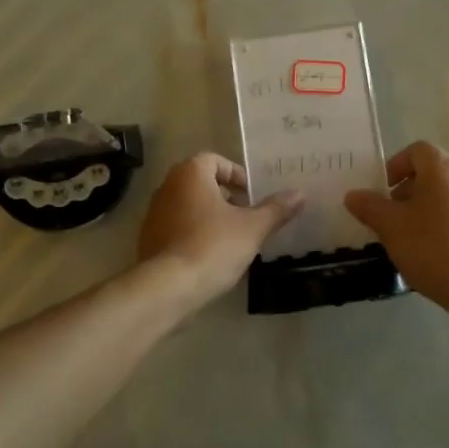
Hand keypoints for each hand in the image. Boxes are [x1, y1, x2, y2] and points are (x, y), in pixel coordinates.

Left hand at [138, 154, 303, 303]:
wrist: (167, 287)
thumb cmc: (213, 247)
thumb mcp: (252, 228)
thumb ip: (276, 209)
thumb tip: (300, 193)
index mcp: (191, 174)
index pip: (215, 160)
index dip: (236, 175)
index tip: (252, 195)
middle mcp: (168, 186)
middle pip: (201, 182)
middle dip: (225, 196)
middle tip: (246, 216)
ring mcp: (154, 213)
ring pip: (188, 205)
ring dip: (210, 215)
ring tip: (232, 238)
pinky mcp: (148, 238)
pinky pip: (177, 227)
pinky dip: (194, 233)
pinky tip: (210, 255)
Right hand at [344, 141, 448, 311]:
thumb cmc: (432, 247)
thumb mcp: (390, 226)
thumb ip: (369, 206)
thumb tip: (354, 195)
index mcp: (443, 169)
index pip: (417, 150)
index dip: (395, 165)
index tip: (382, 191)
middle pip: (432, 174)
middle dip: (407, 192)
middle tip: (390, 217)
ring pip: (447, 198)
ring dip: (425, 211)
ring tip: (409, 240)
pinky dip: (444, 228)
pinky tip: (434, 256)